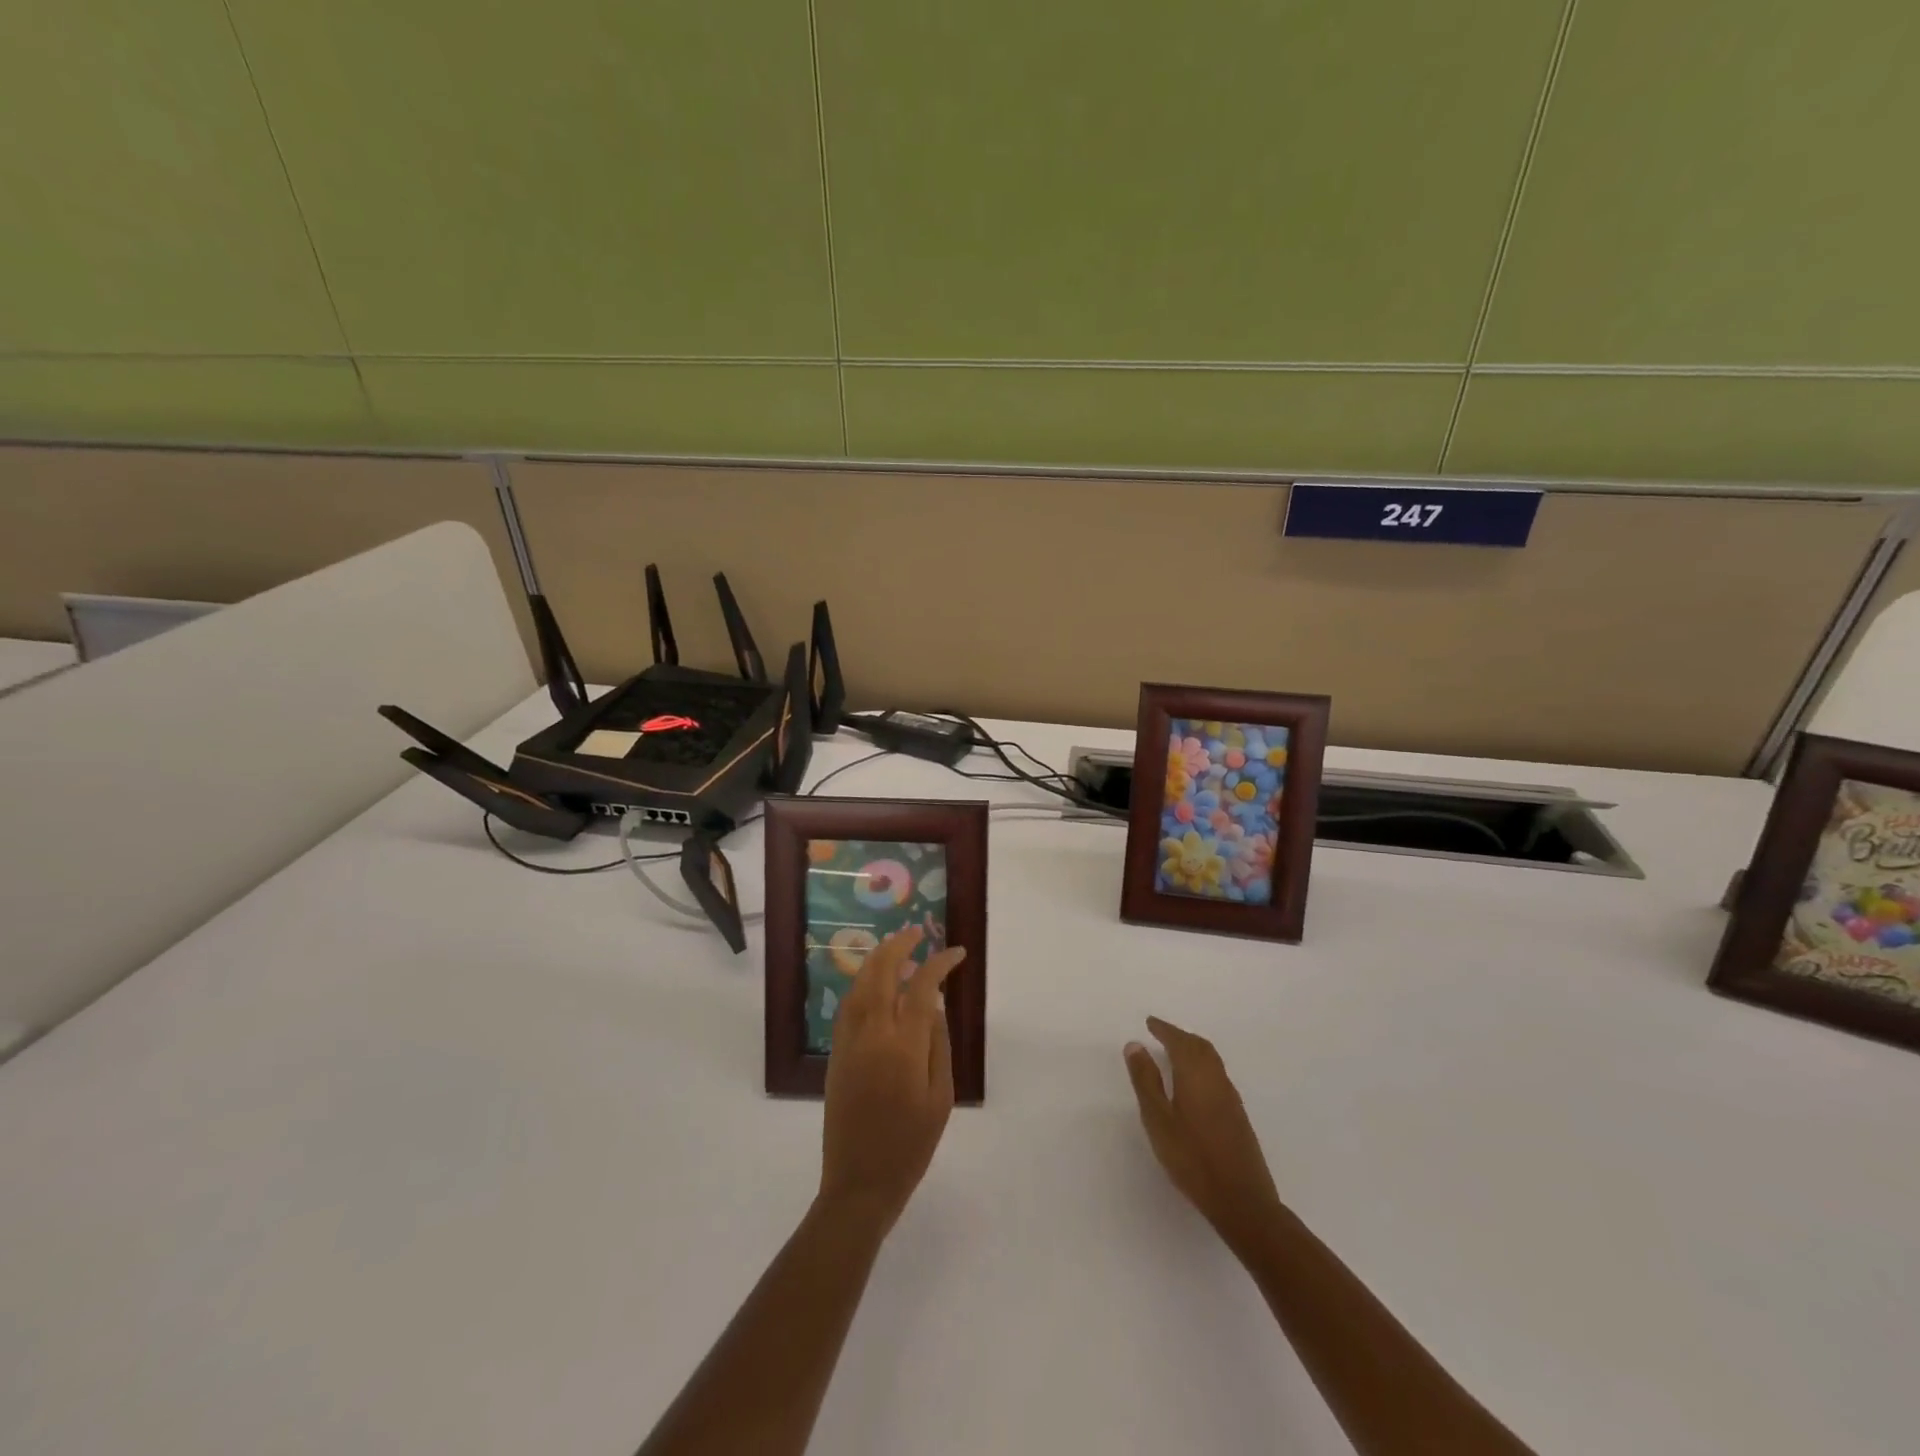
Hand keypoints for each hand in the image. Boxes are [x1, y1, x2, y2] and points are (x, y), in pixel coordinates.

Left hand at [819, 926, 965, 1234]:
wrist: (859, 1184)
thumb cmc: (910, 1146)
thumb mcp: (940, 1097)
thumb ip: (938, 1044)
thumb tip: (934, 1005)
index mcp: (903, 1046)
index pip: (921, 986)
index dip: (940, 963)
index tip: (957, 953)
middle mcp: (871, 1034)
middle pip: (880, 972)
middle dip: (899, 945)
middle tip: (918, 933)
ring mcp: (848, 1042)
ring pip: (859, 984)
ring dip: (877, 960)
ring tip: (897, 950)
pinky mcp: (836, 1054)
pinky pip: (848, 1006)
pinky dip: (862, 984)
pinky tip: (875, 985)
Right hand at [1125, 1016, 1284, 1254]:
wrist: (1242, 1201)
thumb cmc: (1192, 1158)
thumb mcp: (1158, 1119)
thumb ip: (1146, 1081)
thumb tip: (1135, 1045)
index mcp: (1196, 1074)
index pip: (1179, 1041)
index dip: (1164, 1029)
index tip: (1150, 1022)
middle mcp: (1217, 1079)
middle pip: (1199, 1046)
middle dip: (1180, 1036)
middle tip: (1161, 1033)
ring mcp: (1231, 1098)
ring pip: (1211, 1061)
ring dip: (1193, 1050)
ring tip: (1175, 1053)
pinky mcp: (1238, 1116)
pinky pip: (1217, 1075)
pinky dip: (1202, 1066)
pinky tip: (1194, 1083)